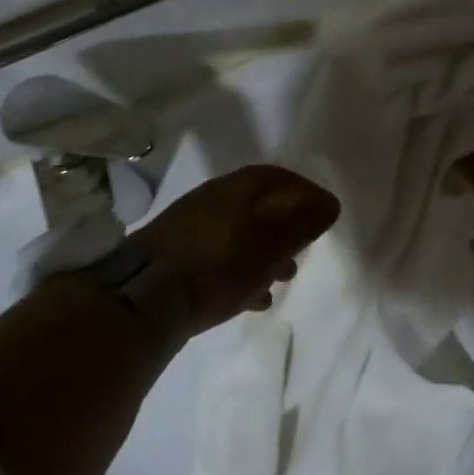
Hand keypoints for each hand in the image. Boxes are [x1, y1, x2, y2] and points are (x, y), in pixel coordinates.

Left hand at [124, 165, 339, 336]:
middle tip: (305, 249)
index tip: (325, 214)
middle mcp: (215, 197)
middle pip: (260, 205)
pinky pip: (220, 255)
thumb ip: (303, 222)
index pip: (281, 178)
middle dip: (286, 227)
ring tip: (283, 278)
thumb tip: (328, 204)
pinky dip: (241, 269)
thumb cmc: (219, 264)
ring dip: (265, 251)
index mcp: (239, 187)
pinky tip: (250, 297)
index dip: (306, 193)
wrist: (145, 296)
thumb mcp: (272, 243)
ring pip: (240, 232)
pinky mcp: (177, 255)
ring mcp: (192, 225)